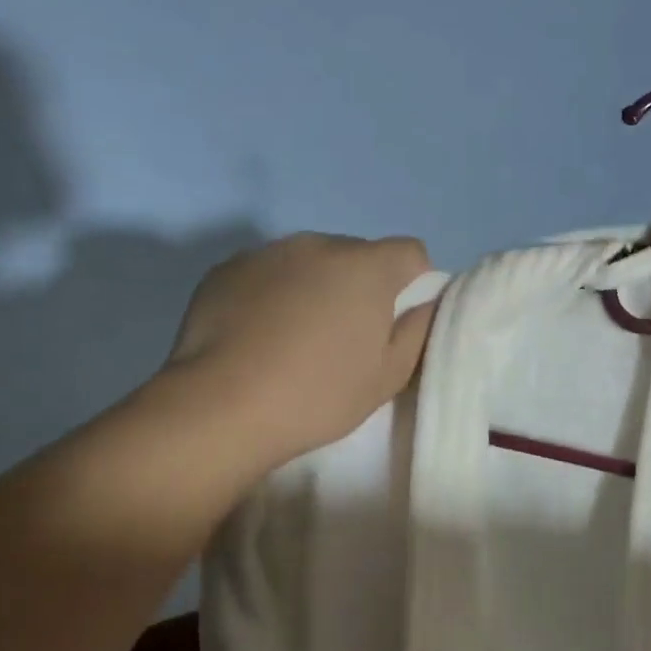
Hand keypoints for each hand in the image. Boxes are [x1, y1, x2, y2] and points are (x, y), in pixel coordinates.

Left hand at [156, 232, 436, 469]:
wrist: (223, 406)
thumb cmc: (319, 395)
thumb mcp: (387, 376)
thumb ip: (418, 332)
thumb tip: (427, 303)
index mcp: (366, 267)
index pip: (410, 252)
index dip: (413, 283)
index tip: (396, 322)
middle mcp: (319, 244)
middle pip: (358, 255)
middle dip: (361, 286)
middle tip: (346, 337)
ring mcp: (268, 252)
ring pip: (310, 262)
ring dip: (316, 287)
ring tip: (298, 338)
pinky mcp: (227, 268)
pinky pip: (269, 272)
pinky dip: (275, 293)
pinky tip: (260, 335)